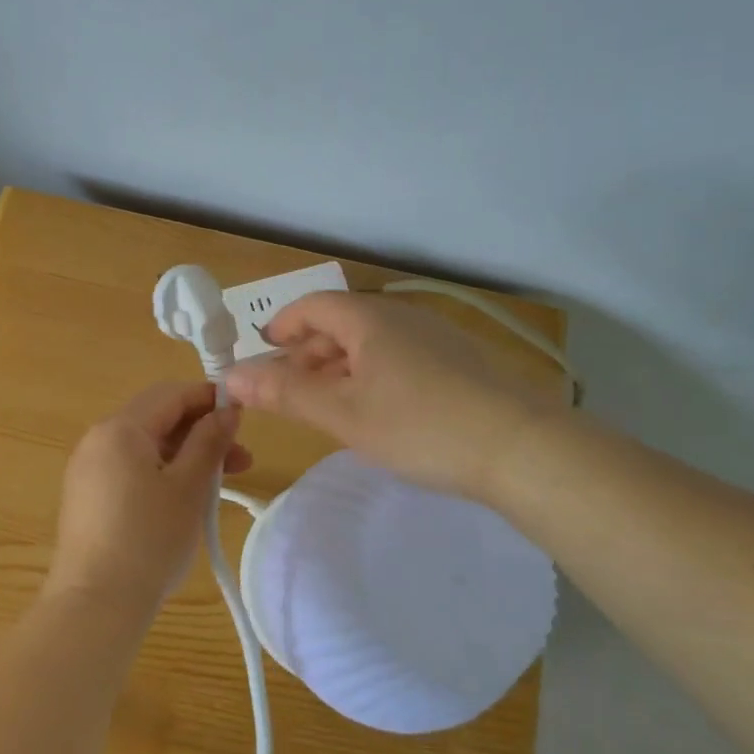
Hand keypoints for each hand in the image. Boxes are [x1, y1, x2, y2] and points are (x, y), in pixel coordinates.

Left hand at [45, 382, 252, 618]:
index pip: (170, 394)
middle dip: (201, 431)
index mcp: (120, 429)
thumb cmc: (149, 539)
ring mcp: (88, 470)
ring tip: (222, 483)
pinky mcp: (88, 497)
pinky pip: (131, 469)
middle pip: (157, 418)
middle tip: (241, 458)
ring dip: (186, 455)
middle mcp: (98, 440)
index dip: (209, 398)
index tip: (244, 415)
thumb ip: (209, 441)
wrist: (95, 604)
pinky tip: (186, 498)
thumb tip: (227, 409)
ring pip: (146, 447)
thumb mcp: (189, 487)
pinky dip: (162, 473)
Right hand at [222, 292, 560, 503]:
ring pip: (372, 342)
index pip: (313, 306)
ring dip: (340, 367)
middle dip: (308, 353)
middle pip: (341, 322)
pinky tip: (379, 411)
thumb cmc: (420, 425)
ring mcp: (436, 336)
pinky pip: (400, 356)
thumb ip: (285, 392)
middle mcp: (402, 316)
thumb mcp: (343, 413)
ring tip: (330, 406)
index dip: (282, 326)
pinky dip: (373, 375)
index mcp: (370, 319)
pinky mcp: (460, 361)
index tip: (263, 355)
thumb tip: (230, 376)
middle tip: (291, 391)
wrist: (522, 447)